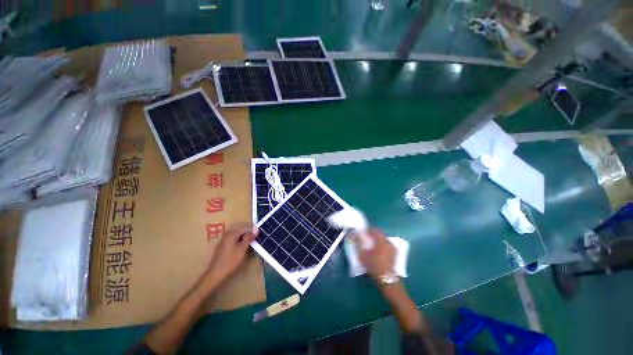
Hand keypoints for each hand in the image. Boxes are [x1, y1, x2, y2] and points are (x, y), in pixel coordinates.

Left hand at [205, 224, 257, 282]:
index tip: (257, 237)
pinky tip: (239, 248)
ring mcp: (222, 241)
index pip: (244, 228)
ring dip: (241, 238)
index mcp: (231, 234)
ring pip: (234, 235)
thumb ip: (249, 238)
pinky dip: (236, 241)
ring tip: (247, 244)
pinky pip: (230, 240)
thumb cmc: (230, 261)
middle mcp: (226, 235)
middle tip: (253, 240)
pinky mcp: (220, 247)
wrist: (216, 274)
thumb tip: (256, 229)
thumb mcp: (242, 249)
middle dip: (246, 234)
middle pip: (239, 230)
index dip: (251, 231)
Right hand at [352, 229, 394, 278]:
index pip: (374, 230)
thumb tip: (351, 234)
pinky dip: (381, 246)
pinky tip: (377, 252)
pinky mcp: (395, 254)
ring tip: (371, 246)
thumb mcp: (362, 254)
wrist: (387, 280)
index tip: (362, 233)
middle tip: (365, 239)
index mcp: (381, 240)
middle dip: (372, 235)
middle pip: (379, 234)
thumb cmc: (374, 266)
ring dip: (377, 241)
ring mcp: (393, 248)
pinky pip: (386, 245)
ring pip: (383, 240)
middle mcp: (388, 242)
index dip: (367, 230)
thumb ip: (357, 243)